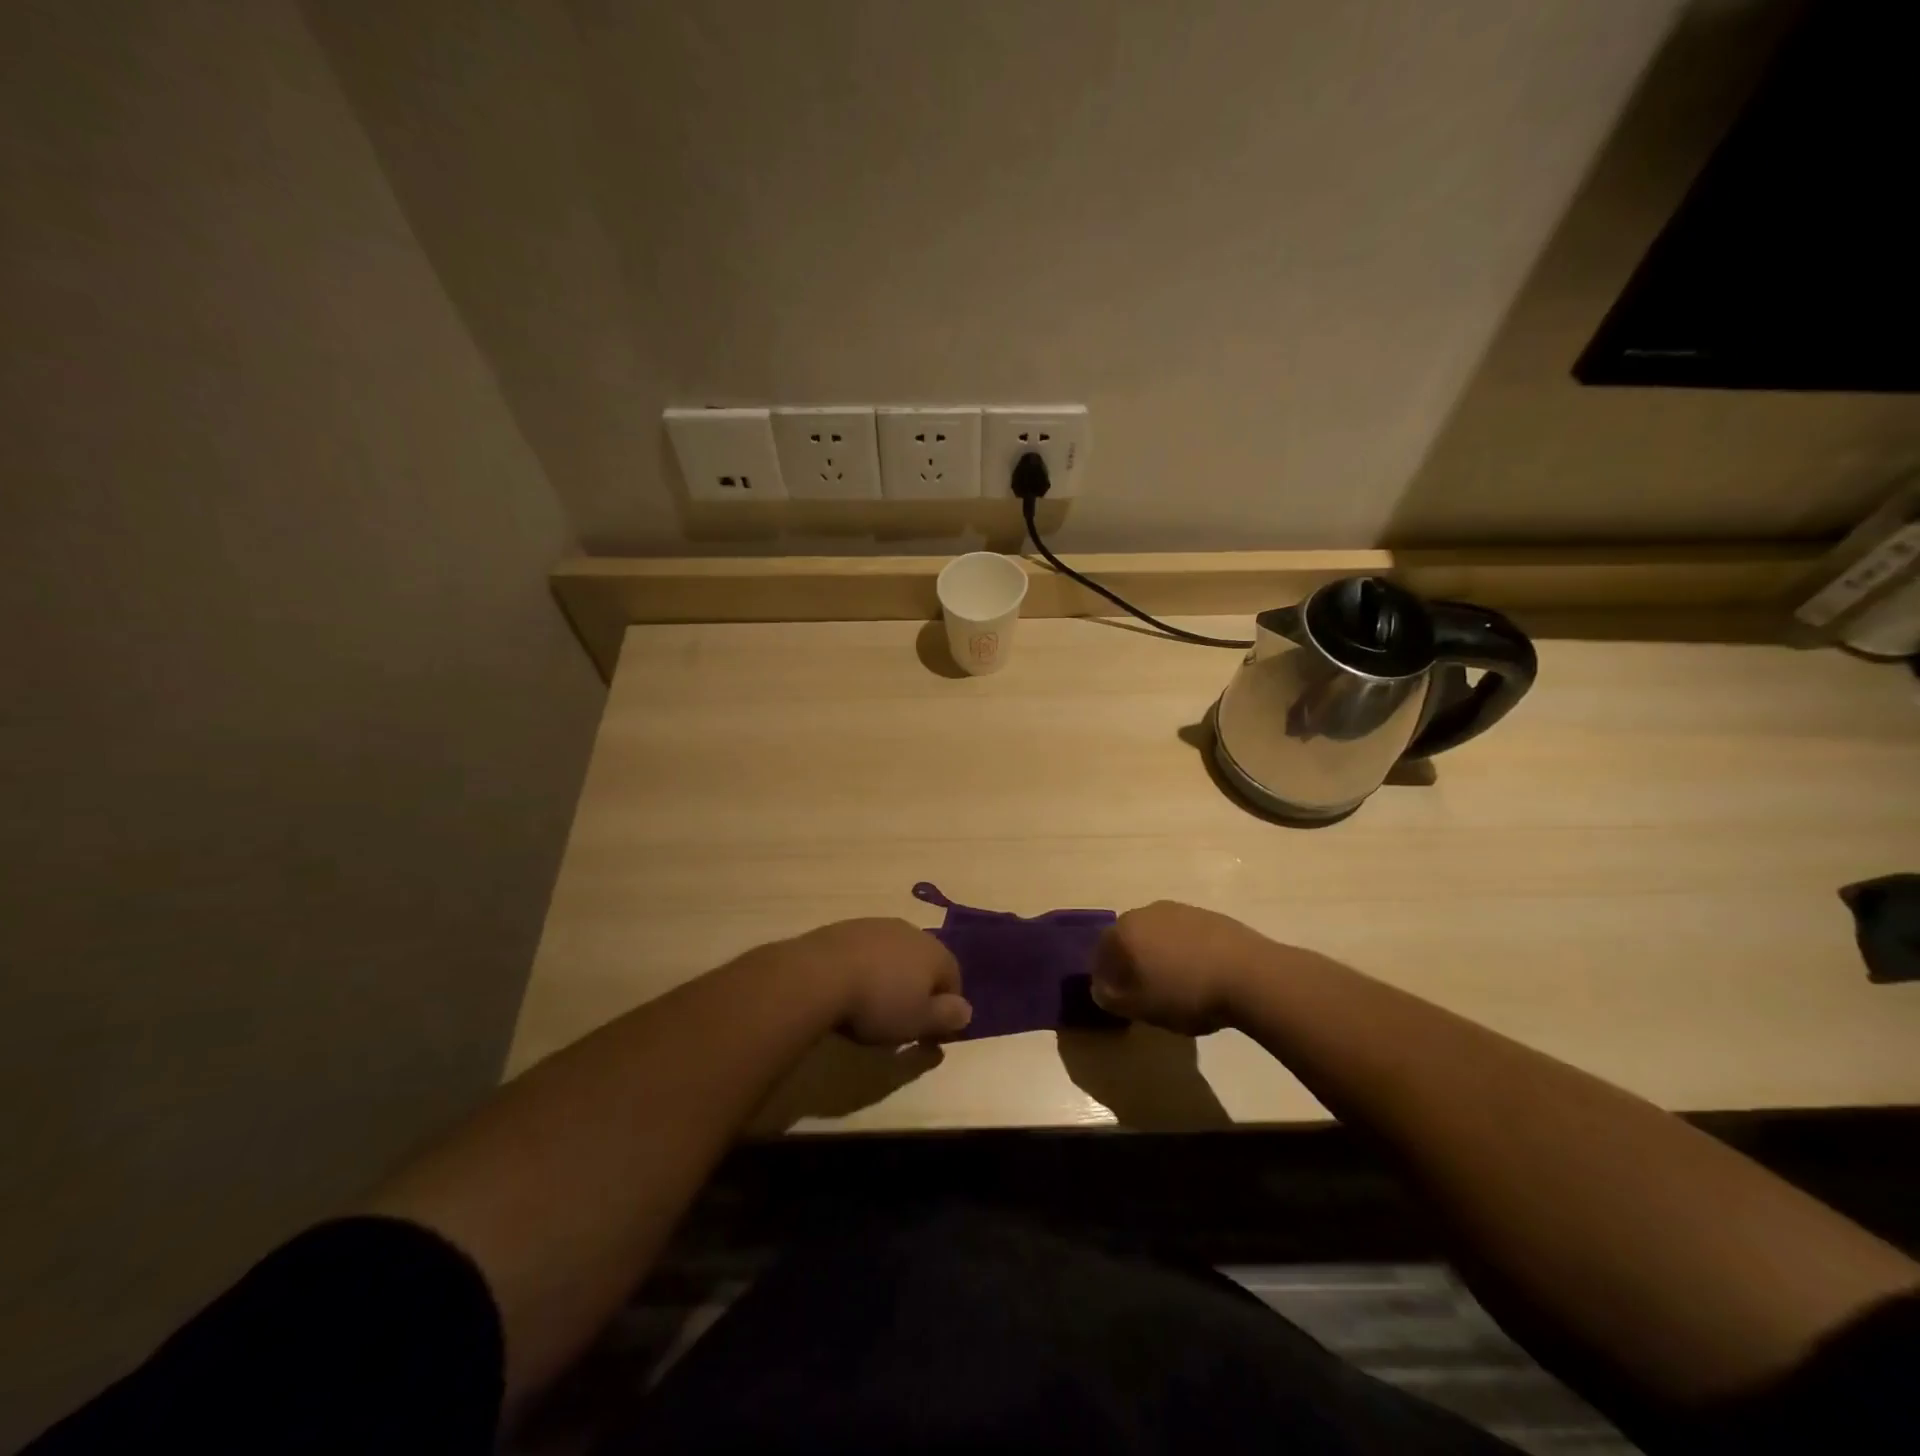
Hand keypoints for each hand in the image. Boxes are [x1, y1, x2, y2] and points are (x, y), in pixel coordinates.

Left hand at [784, 918, 972, 1045]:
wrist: (820, 974)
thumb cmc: (878, 1003)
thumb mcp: (919, 1021)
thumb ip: (947, 1016)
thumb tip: (966, 1010)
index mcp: (935, 952)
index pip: (954, 978)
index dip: (947, 1007)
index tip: (932, 1033)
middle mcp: (911, 931)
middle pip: (924, 961)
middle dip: (919, 987)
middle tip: (903, 1018)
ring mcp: (877, 925)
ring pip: (895, 953)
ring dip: (891, 975)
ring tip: (874, 1004)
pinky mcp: (847, 927)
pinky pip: (867, 950)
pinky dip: (866, 967)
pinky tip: (851, 987)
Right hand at [1091, 901, 1273, 1034]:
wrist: (1250, 975)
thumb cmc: (1186, 993)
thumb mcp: (1141, 1008)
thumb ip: (1112, 998)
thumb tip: (1101, 989)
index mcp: (1124, 931)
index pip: (1101, 952)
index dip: (1105, 976)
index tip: (1117, 999)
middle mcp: (1147, 912)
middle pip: (1129, 939)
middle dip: (1131, 962)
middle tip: (1143, 991)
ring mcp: (1180, 910)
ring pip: (1158, 935)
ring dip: (1159, 955)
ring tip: (1176, 984)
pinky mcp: (1209, 915)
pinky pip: (1185, 935)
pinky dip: (1185, 951)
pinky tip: (1200, 974)